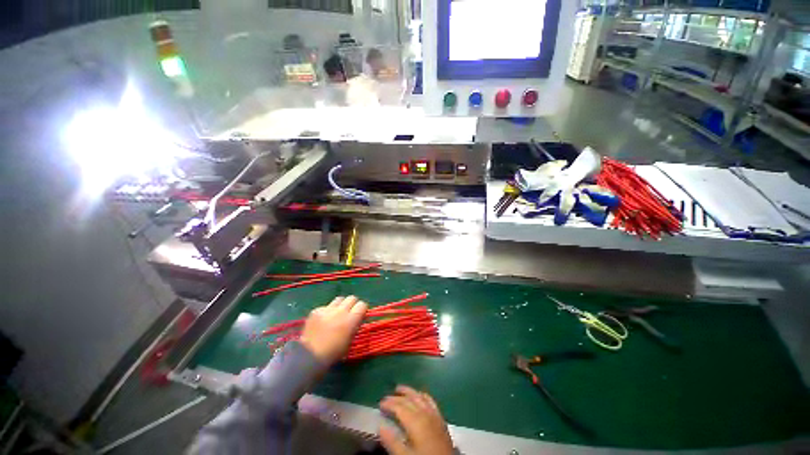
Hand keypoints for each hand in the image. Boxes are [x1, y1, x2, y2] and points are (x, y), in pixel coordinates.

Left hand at [299, 295, 366, 364]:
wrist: (310, 356)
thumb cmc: (334, 352)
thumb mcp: (350, 340)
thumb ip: (355, 324)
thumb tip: (358, 316)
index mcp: (351, 319)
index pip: (362, 304)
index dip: (361, 309)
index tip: (359, 314)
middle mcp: (341, 311)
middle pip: (352, 298)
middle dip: (352, 304)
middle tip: (349, 313)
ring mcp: (328, 309)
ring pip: (339, 299)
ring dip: (340, 305)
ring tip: (337, 314)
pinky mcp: (316, 310)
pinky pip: (326, 306)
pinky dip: (327, 311)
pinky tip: (323, 320)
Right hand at [378, 386, 453, 454]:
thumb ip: (392, 442)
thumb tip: (380, 426)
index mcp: (415, 421)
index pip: (399, 407)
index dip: (389, 404)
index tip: (380, 404)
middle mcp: (425, 413)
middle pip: (409, 400)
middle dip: (396, 397)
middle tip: (386, 397)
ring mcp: (434, 414)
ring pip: (419, 396)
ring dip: (409, 392)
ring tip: (400, 389)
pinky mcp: (440, 418)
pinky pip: (430, 401)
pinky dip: (422, 395)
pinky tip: (420, 395)